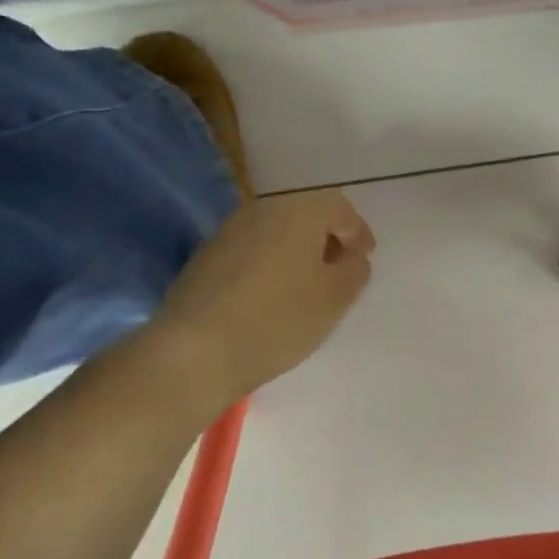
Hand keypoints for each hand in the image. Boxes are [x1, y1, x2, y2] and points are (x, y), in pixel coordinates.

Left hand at [137, 190, 375, 417]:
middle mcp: (263, 208)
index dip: (357, 232)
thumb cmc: (277, 320)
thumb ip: (354, 272)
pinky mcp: (205, 255)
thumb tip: (352, 258)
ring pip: (275, 230)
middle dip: (325, 238)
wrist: (194, 351)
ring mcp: (229, 230)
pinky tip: (269, 295)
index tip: (364, 259)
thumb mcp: (334, 300)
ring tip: (304, 286)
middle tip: (338, 270)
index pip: (339, 208)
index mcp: (299, 209)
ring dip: (295, 250)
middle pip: (304, 213)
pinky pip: (250, 248)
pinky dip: (268, 262)